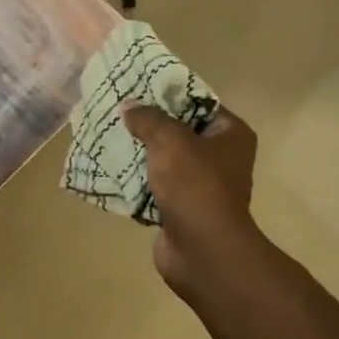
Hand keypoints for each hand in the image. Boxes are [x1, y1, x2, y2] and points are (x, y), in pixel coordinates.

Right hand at [121, 105, 260, 293]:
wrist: (201, 250)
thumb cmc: (194, 184)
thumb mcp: (169, 139)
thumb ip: (148, 118)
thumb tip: (130, 106)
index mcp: (231, 135)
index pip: (199, 103)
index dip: (168, 94)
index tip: (137, 88)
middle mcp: (221, 158)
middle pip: (179, 131)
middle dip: (148, 124)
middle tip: (117, 112)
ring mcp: (202, 186)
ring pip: (164, 160)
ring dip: (139, 153)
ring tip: (107, 137)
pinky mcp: (182, 209)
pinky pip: (154, 187)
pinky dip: (135, 181)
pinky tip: (109, 169)